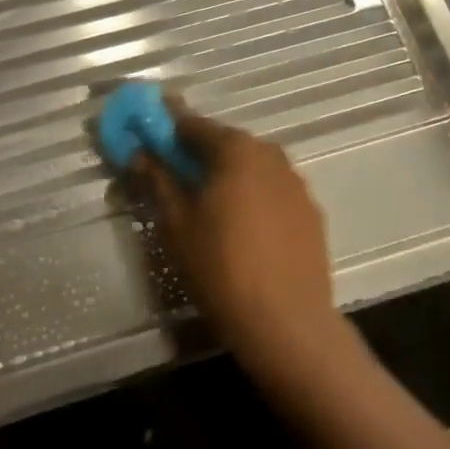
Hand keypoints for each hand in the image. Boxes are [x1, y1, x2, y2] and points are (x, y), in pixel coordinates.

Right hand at [134, 105, 343, 383]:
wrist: (288, 324)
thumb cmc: (221, 268)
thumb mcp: (177, 224)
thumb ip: (158, 180)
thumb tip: (138, 153)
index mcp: (236, 149)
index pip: (192, 124)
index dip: (165, 127)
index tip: (146, 132)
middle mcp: (270, 154)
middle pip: (224, 143)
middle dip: (196, 153)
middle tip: (171, 173)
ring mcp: (296, 183)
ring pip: (250, 167)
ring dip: (226, 174)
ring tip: (205, 203)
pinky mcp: (311, 211)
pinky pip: (271, 190)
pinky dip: (251, 195)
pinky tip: (240, 225)